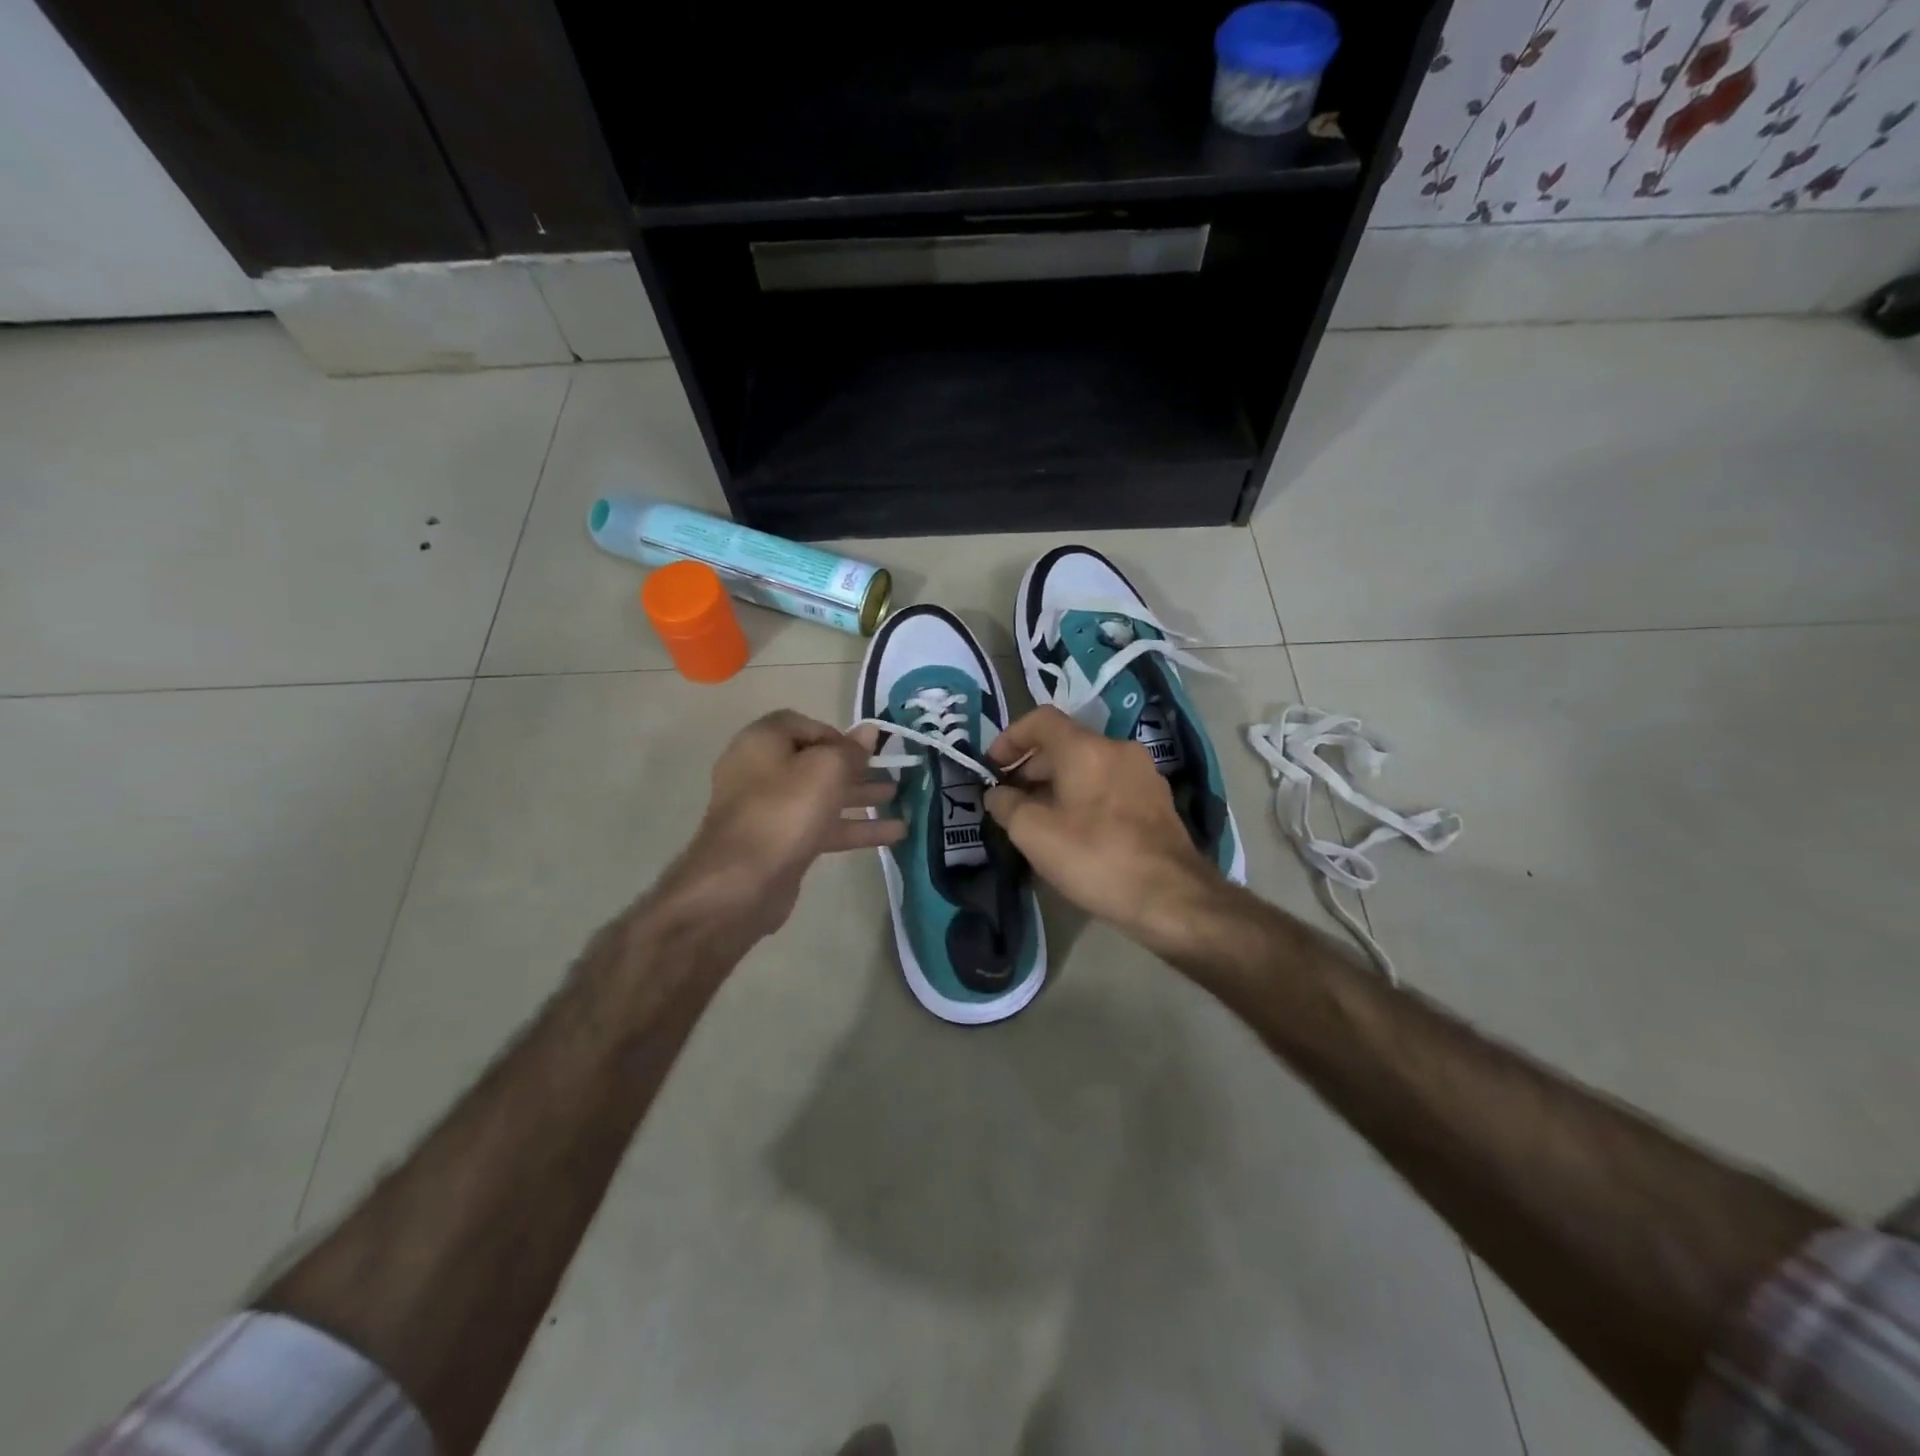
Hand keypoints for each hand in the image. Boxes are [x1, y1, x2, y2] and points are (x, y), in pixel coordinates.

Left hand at [664, 711, 903, 945]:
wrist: (740, 883)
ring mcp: (769, 810)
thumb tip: (868, 730)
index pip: (802, 725)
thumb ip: (851, 750)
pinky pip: (821, 827)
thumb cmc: (784, 811)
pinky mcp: (781, 844)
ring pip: (822, 796)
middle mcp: (761, 771)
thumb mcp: (826, 771)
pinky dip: (853, 827)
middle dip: (856, 768)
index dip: (836, 734)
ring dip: (860, 797)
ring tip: (900, 799)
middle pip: (815, 762)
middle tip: (893, 772)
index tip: (865, 750)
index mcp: (762, 742)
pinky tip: (894, 834)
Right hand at [984, 706, 1221, 942]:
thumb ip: (1007, 806)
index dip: (1010, 737)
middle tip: (1011, 800)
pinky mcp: (1158, 801)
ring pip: (1089, 766)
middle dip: (1032, 767)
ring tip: (1039, 819)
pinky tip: (1075, 832)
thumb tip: (997, 794)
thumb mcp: (1034, 834)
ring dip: (1058, 785)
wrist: (1172, 897)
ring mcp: (1143, 774)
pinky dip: (1085, 797)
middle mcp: (1118, 749)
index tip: (993, 766)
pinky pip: (1110, 785)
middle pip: (1065, 743)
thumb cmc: (1096, 857)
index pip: (1041, 720)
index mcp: (1086, 748)